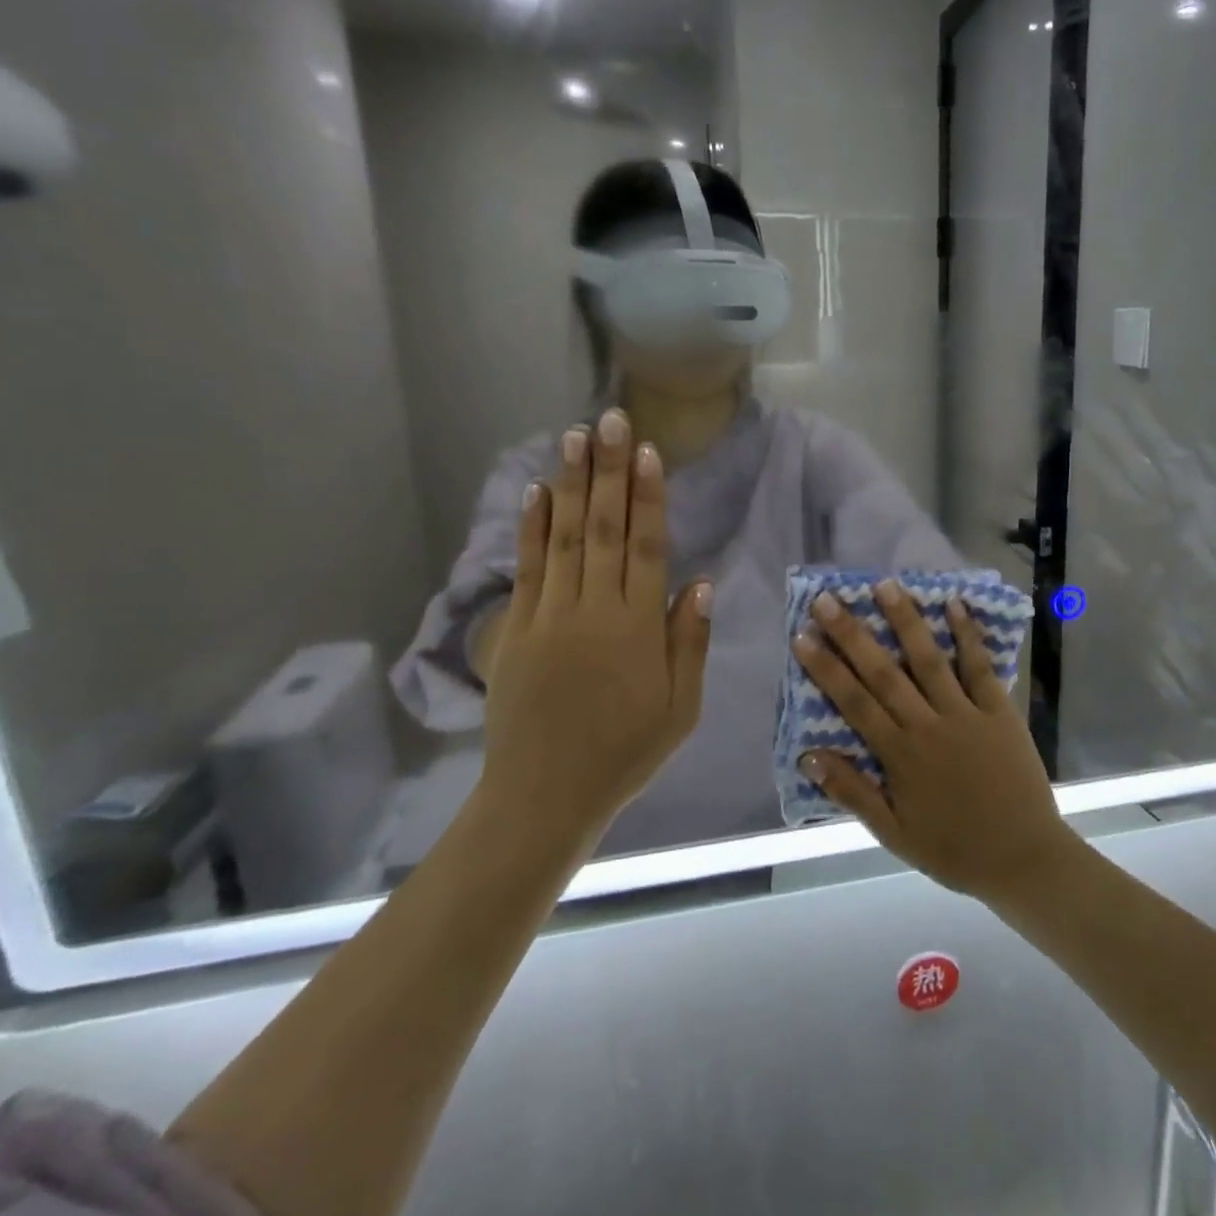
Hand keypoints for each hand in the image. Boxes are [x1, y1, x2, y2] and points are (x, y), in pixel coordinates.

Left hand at [479, 410, 712, 849]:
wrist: (544, 795)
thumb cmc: (624, 753)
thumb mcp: (681, 709)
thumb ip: (688, 642)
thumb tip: (700, 582)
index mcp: (637, 628)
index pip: (646, 547)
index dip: (648, 497)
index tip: (647, 452)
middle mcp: (593, 610)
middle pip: (603, 528)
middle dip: (608, 470)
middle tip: (609, 420)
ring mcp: (549, 616)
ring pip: (563, 537)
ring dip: (570, 483)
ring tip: (574, 436)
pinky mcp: (515, 629)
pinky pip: (527, 568)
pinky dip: (532, 527)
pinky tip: (537, 492)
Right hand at [793, 581, 1077, 902]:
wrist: (1023, 859)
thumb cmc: (953, 849)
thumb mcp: (894, 833)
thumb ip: (852, 792)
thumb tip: (809, 756)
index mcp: (899, 755)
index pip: (853, 702)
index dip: (826, 668)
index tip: (803, 636)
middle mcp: (927, 725)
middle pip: (883, 672)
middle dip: (853, 634)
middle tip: (829, 598)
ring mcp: (965, 713)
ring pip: (929, 659)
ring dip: (906, 621)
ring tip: (885, 585)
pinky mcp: (999, 710)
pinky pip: (980, 667)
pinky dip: (968, 635)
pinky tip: (955, 604)